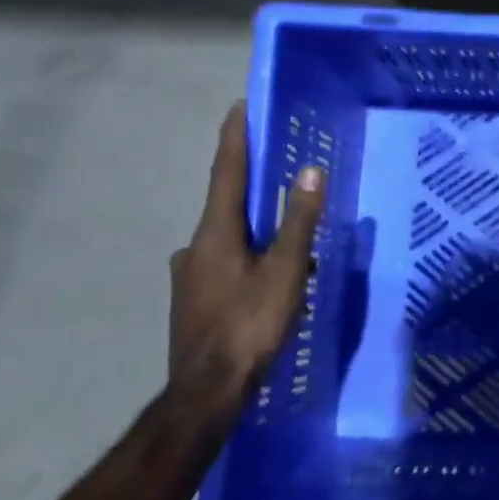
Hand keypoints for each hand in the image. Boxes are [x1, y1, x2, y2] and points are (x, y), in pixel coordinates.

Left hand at [169, 101, 327, 413]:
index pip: (226, 173)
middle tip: (281, 178)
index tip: (240, 106)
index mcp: (215, 234)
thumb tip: (309, 172)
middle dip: (252, 189)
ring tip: (287, 241)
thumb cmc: (250, 326)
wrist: (207, 393)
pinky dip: (248, 259)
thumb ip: (298, 222)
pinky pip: (225, 265)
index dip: (235, 138)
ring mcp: (189, 277)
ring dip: (254, 232)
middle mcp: (194, 247)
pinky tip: (268, 280)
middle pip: (226, 206)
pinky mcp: (193, 302)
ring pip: (228, 241)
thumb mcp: (286, 272)